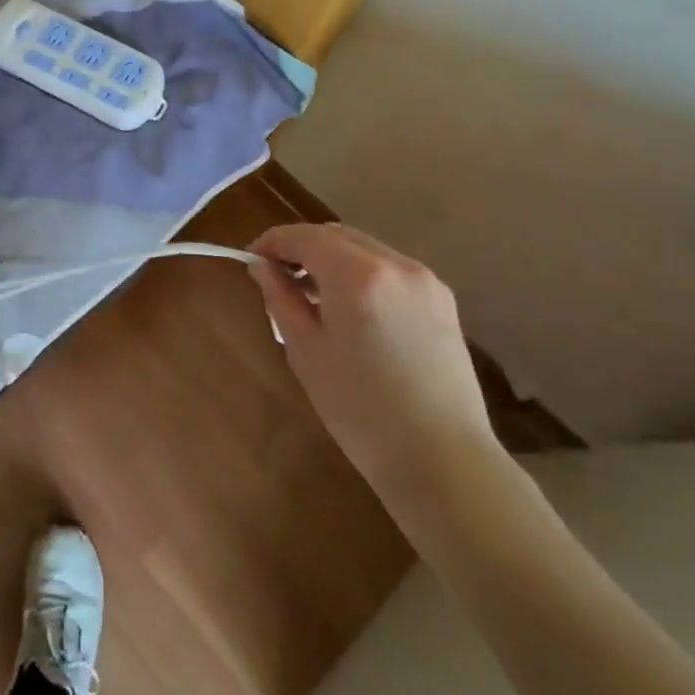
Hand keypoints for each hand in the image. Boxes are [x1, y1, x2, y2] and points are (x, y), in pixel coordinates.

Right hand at [247, 223, 497, 521]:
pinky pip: (390, 269)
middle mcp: (395, 264)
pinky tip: (351, 310)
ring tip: (313, 296)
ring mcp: (425, 280)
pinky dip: (362, 273)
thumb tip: (262, 267)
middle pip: (336, 235)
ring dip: (333, 259)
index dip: (273, 242)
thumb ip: (280, 298)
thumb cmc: (360, 410)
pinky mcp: (442, 300)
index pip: (305, 236)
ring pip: (365, 248)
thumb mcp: (305, 351)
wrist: (442, 459)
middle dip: (303, 247)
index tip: (252, 260)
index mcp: (357, 275)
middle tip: (278, 277)